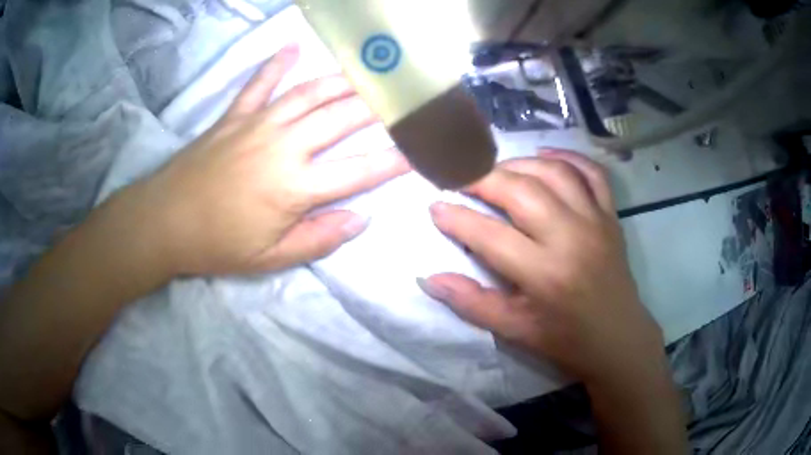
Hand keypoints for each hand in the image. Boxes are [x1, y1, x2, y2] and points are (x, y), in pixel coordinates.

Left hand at [128, 45, 408, 275]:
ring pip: (308, 94)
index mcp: (294, 188)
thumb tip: (360, 220)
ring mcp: (257, 125)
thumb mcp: (271, 259)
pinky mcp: (234, 117)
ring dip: (340, 81)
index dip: (392, 161)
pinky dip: (276, 64)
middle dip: (376, 106)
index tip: (418, 149)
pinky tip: (292, 47)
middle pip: (339, 119)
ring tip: (366, 73)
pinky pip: (259, 84)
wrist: (165, 221)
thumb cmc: (218, 245)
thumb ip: (319, 239)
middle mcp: (283, 147)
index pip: (357, 172)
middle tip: (401, 94)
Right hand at [418, 150, 663, 384]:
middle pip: (519, 190)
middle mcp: (571, 238)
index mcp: (544, 274)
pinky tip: (543, 155)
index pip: (489, 235)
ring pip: (552, 171)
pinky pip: (591, 172)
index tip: (435, 205)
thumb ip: (471, 302)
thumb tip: (428, 278)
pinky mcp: (611, 215)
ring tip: (496, 171)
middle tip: (459, 178)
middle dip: (482, 178)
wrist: (618, 337)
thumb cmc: (565, 339)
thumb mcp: (514, 330)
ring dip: (518, 163)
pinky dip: (566, 156)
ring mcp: (595, 220)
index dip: (456, 217)